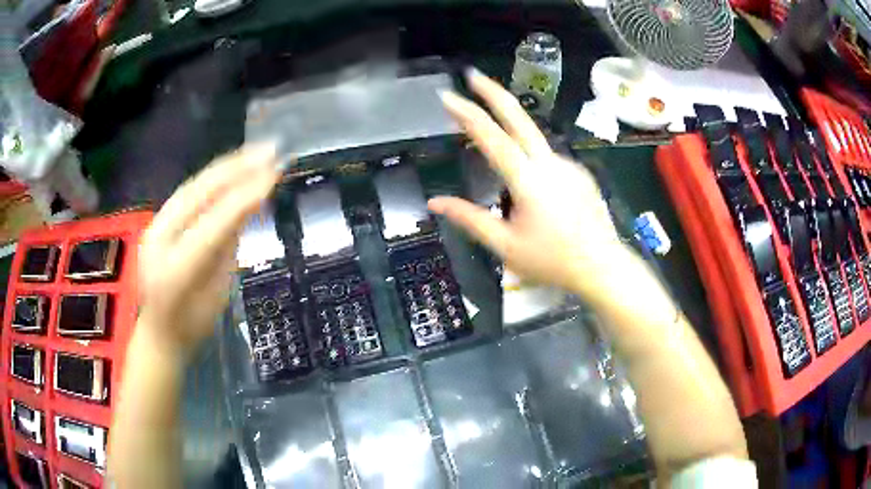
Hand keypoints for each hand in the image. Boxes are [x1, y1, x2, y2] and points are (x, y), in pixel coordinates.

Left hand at [137, 144, 279, 353]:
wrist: (159, 331)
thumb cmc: (193, 324)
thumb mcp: (218, 293)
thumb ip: (229, 248)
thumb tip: (248, 206)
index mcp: (176, 269)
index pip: (213, 225)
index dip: (244, 197)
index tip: (274, 174)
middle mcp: (159, 240)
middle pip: (198, 194)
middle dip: (236, 169)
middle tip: (270, 150)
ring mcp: (155, 226)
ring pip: (192, 186)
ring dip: (227, 166)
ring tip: (257, 151)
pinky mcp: (157, 219)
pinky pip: (188, 191)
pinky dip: (213, 177)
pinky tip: (234, 165)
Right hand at [430, 71, 623, 294]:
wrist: (602, 267)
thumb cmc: (552, 261)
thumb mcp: (505, 246)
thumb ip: (469, 219)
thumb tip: (435, 202)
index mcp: (528, 180)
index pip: (491, 137)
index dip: (467, 113)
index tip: (447, 95)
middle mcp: (549, 163)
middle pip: (519, 118)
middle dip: (494, 92)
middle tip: (473, 74)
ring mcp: (568, 165)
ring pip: (533, 145)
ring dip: (513, 144)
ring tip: (510, 190)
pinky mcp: (580, 173)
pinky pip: (549, 162)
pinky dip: (533, 167)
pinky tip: (538, 200)